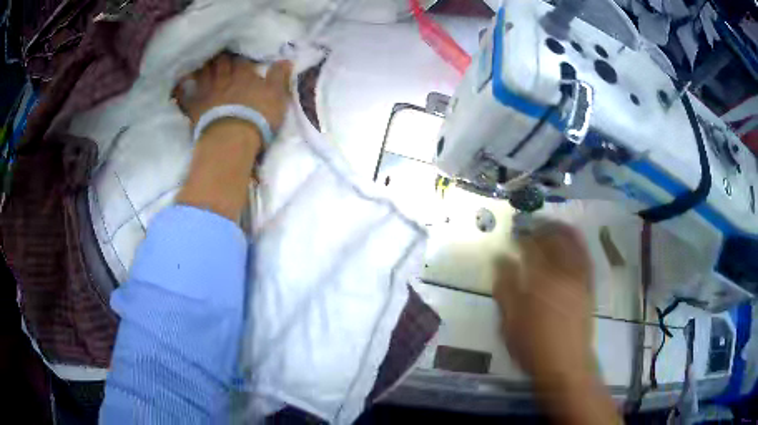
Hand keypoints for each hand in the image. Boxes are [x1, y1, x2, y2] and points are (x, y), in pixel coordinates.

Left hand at [173, 53, 292, 132]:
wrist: (232, 138)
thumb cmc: (258, 116)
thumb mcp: (277, 95)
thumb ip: (279, 76)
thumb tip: (286, 59)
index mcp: (244, 75)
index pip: (241, 61)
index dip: (240, 57)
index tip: (239, 54)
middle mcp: (224, 79)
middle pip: (220, 63)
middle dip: (220, 57)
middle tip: (218, 53)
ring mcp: (207, 92)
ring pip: (203, 74)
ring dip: (202, 67)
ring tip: (200, 62)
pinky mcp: (194, 108)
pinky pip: (184, 96)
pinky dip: (180, 90)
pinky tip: (178, 85)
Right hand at [494, 221, 594, 384]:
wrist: (566, 363)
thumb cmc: (533, 344)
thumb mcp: (510, 320)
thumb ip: (505, 287)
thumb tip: (500, 259)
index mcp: (541, 279)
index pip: (530, 247)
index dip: (521, 237)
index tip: (512, 233)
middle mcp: (563, 271)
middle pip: (553, 239)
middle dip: (540, 227)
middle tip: (530, 224)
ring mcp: (579, 277)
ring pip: (572, 243)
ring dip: (561, 229)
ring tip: (550, 224)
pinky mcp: (588, 285)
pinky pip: (585, 256)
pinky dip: (578, 243)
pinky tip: (571, 241)